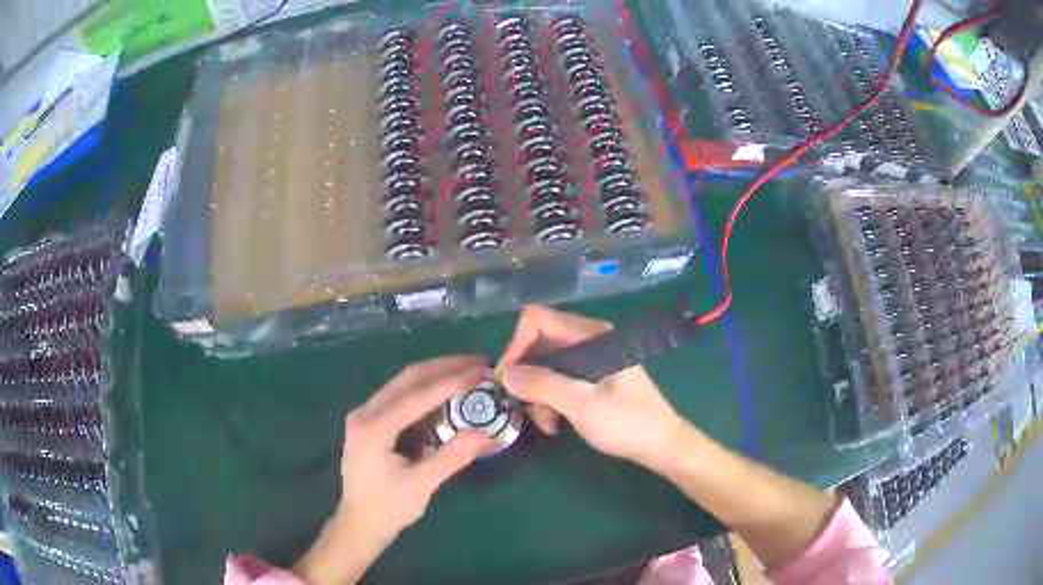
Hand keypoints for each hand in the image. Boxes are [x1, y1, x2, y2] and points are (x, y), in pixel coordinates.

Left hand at [295, 356, 492, 584]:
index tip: (480, 371)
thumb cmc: (388, 508)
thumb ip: (453, 456)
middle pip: (407, 378)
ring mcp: (364, 414)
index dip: (450, 382)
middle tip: (477, 363)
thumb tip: (488, 434)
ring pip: (402, 383)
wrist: (359, 524)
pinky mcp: (369, 421)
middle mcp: (364, 413)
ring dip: (435, 374)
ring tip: (466, 371)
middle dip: (444, 367)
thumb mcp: (422, 484)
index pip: (416, 396)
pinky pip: (399, 396)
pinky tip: (445, 391)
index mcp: (373, 428)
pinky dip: (424, 389)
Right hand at [496, 306, 687, 470]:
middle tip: (523, 407)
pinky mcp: (593, 377)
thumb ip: (542, 385)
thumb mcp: (581, 405)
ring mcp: (592, 359)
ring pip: (547, 365)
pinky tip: (554, 423)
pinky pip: (559, 379)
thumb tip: (505, 375)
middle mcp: (589, 340)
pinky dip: (550, 399)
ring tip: (544, 423)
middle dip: (527, 375)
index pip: (537, 320)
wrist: (661, 444)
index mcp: (591, 335)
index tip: (508, 380)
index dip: (517, 346)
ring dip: (538, 393)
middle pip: (540, 344)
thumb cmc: (626, 423)